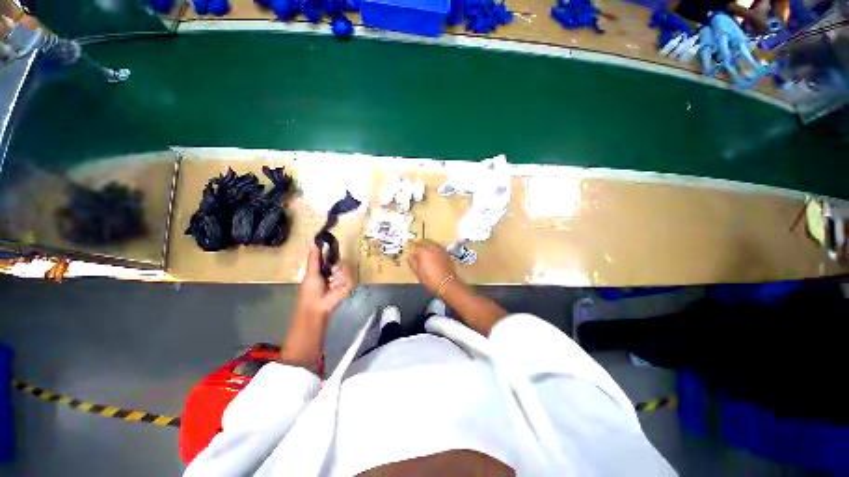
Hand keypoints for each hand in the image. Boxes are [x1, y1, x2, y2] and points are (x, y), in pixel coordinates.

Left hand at [295, 243, 354, 323]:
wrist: (316, 307)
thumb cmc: (310, 291)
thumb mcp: (311, 272)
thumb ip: (313, 258)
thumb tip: (313, 242)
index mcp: (323, 268)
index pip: (330, 257)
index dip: (332, 252)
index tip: (333, 245)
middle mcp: (333, 272)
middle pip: (340, 261)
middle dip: (336, 266)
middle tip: (331, 272)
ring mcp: (341, 278)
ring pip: (345, 268)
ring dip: (338, 276)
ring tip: (332, 284)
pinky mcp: (348, 285)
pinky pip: (349, 277)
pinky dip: (342, 282)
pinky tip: (337, 287)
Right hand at [408, 240, 457, 295]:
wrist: (447, 283)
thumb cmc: (430, 279)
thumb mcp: (418, 272)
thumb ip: (413, 262)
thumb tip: (410, 256)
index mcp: (423, 251)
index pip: (415, 244)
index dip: (411, 244)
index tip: (409, 245)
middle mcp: (432, 247)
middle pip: (424, 241)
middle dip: (420, 243)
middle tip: (416, 246)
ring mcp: (441, 249)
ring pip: (432, 243)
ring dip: (427, 244)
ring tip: (424, 249)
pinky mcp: (446, 253)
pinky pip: (438, 247)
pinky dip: (434, 248)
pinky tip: (432, 253)